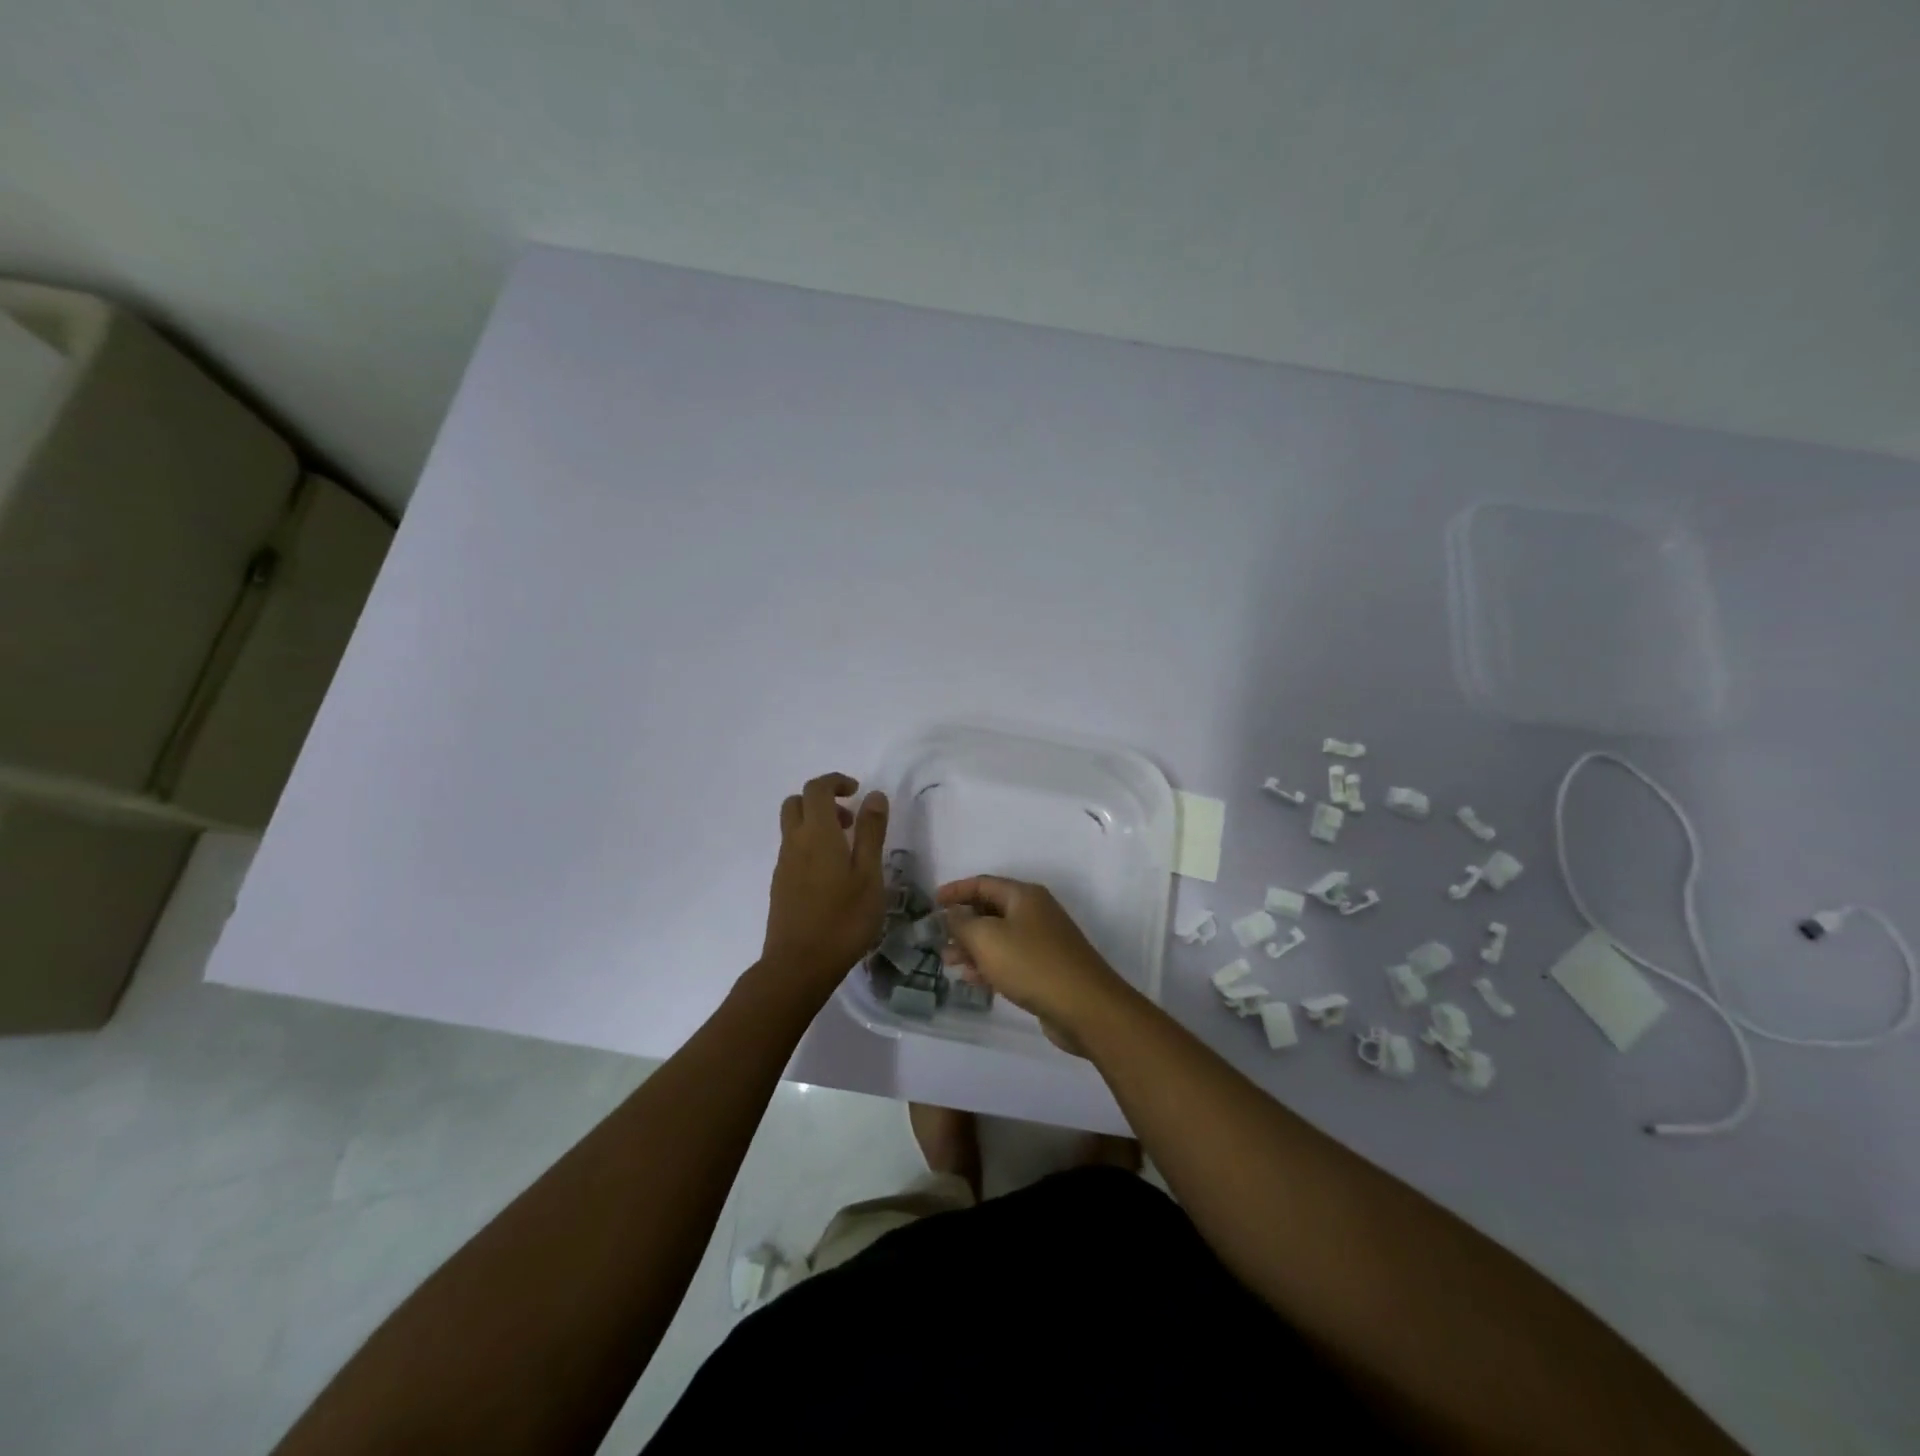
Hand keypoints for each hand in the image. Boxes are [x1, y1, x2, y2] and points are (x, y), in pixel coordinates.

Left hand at [760, 773, 888, 996]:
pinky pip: (793, 850)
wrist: (799, 965)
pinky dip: (810, 846)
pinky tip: (832, 876)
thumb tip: (873, 795)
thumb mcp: (869, 874)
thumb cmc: (843, 918)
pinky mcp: (780, 885)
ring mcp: (783, 865)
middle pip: (797, 803)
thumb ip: (871, 832)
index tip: (858, 792)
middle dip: (822, 800)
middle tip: (849, 820)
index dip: (836, 781)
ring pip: (793, 827)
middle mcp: (794, 842)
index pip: (817, 788)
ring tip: (847, 851)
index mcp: (817, 833)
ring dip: (817, 824)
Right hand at [935, 876, 1130, 1052]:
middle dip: (962, 923)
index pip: (983, 883)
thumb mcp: (987, 939)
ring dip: (973, 947)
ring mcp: (1043, 941)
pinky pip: (1010, 959)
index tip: (932, 903)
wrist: (1085, 1007)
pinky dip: (990, 965)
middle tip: (938, 939)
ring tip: (949, 963)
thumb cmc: (1031, 964)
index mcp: (1023, 895)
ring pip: (999, 937)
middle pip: (991, 910)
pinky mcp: (1046, 968)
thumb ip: (962, 923)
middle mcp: (1035, 912)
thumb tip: (951, 913)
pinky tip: (973, 980)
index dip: (955, 891)